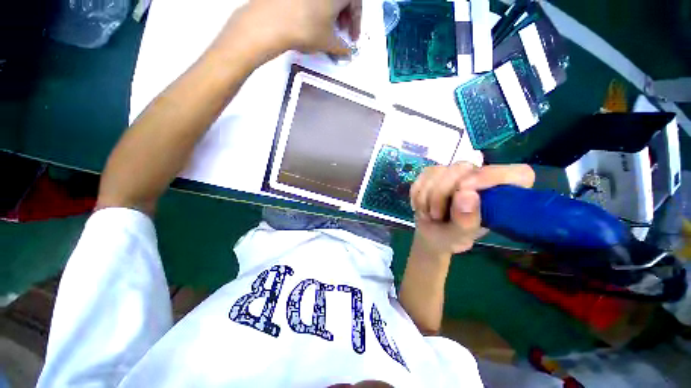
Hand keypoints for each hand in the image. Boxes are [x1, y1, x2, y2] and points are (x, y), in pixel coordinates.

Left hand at [217, 0, 361, 60]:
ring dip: (332, 10)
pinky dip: (319, 6)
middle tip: (342, 32)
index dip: (356, 23)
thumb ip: (342, 48)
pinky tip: (314, 18)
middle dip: (345, 15)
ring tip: (328, 27)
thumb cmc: (306, 29)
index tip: (353, 38)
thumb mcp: (328, 42)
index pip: (356, 5)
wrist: (271, 21)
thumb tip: (347, 53)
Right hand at [410, 163, 534, 255]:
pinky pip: (423, 175)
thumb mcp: (460, 236)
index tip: (465, 191)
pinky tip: (421, 206)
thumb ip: (467, 220)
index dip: (494, 177)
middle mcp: (480, 178)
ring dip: (426, 196)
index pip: (517, 174)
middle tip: (435, 215)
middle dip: (441, 192)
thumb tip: (466, 194)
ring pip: (438, 171)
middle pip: (463, 168)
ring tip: (428, 214)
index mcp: (499, 195)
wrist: (430, 233)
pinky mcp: (435, 172)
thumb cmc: (450, 237)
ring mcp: (455, 172)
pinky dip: (417, 193)